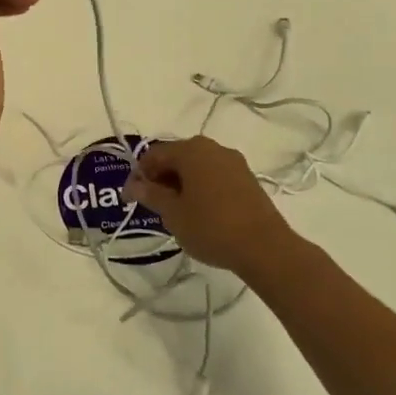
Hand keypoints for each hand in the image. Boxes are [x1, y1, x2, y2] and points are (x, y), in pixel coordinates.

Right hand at [125, 136, 297, 276]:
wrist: (265, 247)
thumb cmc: (211, 227)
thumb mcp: (173, 214)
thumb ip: (151, 195)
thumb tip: (134, 186)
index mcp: (191, 150)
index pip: (154, 155)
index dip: (138, 175)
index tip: (130, 199)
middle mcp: (213, 148)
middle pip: (176, 157)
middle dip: (160, 178)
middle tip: (152, 205)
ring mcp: (233, 162)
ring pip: (197, 167)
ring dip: (181, 183)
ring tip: (175, 211)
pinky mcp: (247, 179)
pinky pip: (214, 176)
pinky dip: (201, 188)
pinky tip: (199, 212)